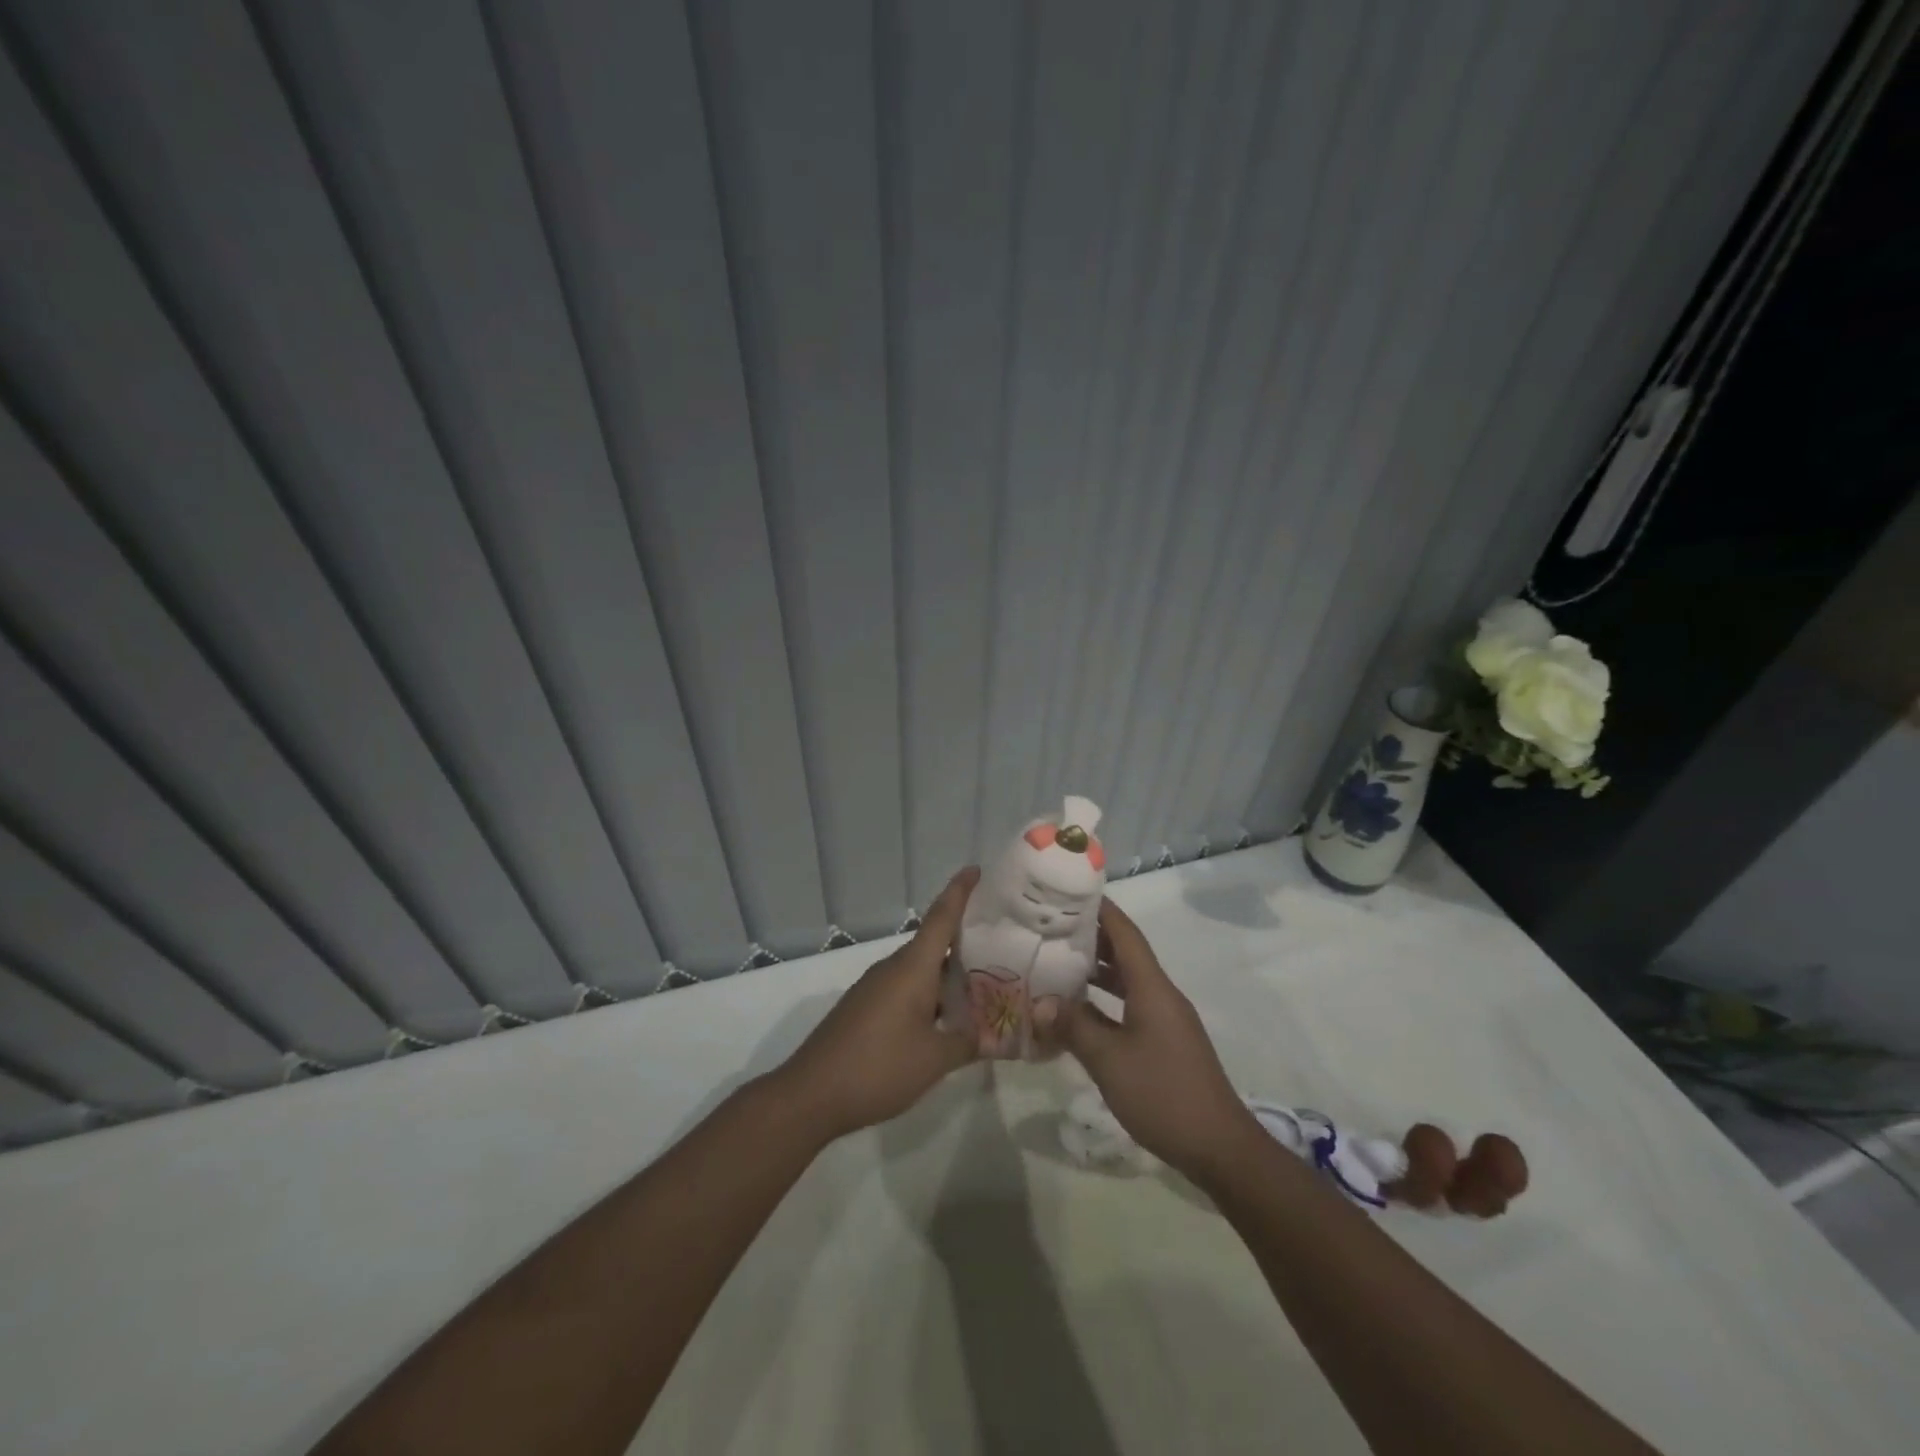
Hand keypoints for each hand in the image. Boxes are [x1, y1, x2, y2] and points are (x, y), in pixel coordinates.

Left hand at [773, 867, 979, 1141]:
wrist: (811, 1094)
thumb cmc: (878, 1067)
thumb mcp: (934, 1059)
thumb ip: (968, 1042)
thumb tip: (995, 1036)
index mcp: (912, 968)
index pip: (941, 917)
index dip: (959, 891)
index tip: (975, 869)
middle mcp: (893, 968)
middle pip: (934, 944)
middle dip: (966, 941)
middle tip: (1002, 943)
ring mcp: (875, 987)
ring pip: (921, 970)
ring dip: (949, 974)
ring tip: (984, 984)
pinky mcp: (865, 1008)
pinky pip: (906, 988)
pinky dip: (930, 993)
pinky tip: (946, 1016)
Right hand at [1050, 898, 1261, 1183]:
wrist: (1220, 1147)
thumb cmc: (1164, 1094)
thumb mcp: (1110, 1060)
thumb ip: (1073, 1026)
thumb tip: (1039, 1002)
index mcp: (1152, 987)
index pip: (1125, 933)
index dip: (1100, 909)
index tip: (1069, 891)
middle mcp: (1160, 994)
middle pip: (1125, 952)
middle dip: (1090, 936)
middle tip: (1050, 926)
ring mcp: (1164, 1019)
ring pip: (1126, 981)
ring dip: (1095, 970)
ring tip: (1056, 961)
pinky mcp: (1164, 1042)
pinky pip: (1129, 1007)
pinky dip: (1103, 1002)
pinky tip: (1077, 1012)